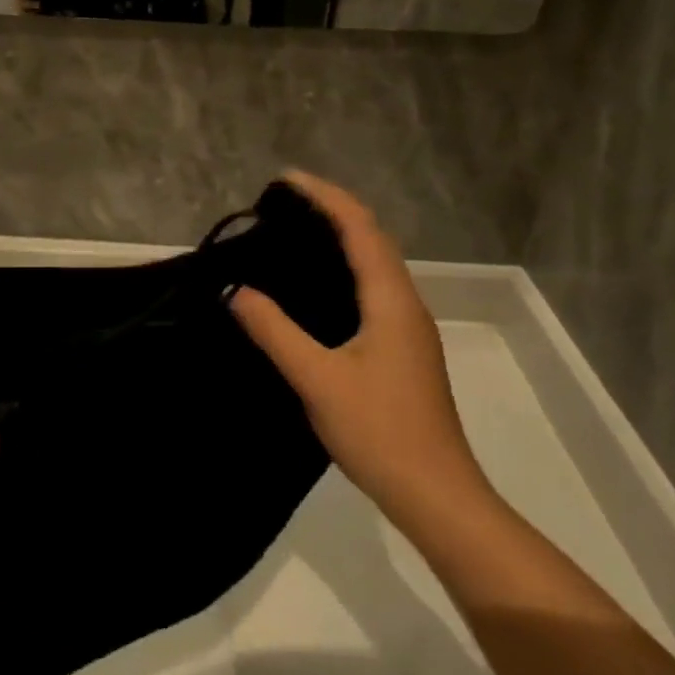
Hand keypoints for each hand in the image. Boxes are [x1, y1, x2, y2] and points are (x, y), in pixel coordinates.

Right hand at [228, 170, 494, 534]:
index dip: (325, 197)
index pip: (360, 229)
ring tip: (295, 230)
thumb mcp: (317, 380)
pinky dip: (345, 267)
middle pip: (372, 238)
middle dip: (332, 209)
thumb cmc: (379, 432)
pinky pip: (372, 288)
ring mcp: (407, 328)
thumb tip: (237, 291)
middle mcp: (405, 304)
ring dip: (341, 237)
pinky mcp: (402, 349)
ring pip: (375, 264)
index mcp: (390, 301)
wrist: (436, 494)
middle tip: (283, 201)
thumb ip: (275, 332)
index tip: (286, 179)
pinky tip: (316, 286)